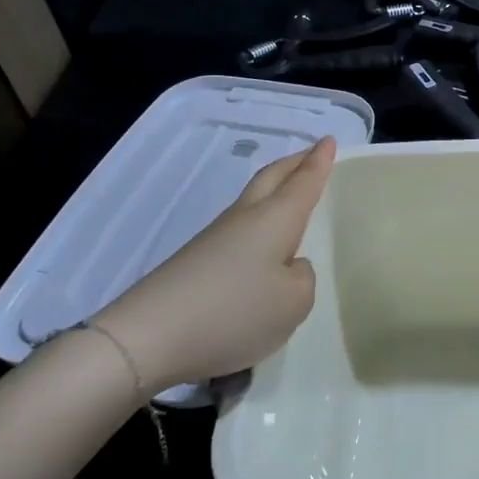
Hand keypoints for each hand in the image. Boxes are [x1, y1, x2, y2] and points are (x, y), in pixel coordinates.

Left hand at [89, 136, 335, 391]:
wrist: (149, 337)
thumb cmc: (234, 312)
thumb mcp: (293, 303)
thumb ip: (302, 279)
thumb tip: (287, 267)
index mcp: (274, 219)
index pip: (303, 182)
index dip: (319, 162)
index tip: (329, 140)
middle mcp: (245, 218)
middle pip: (271, 179)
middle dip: (294, 164)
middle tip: (312, 154)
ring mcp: (215, 238)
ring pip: (252, 201)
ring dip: (274, 190)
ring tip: (290, 195)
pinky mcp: (195, 262)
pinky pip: (237, 230)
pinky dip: (257, 223)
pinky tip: (260, 244)